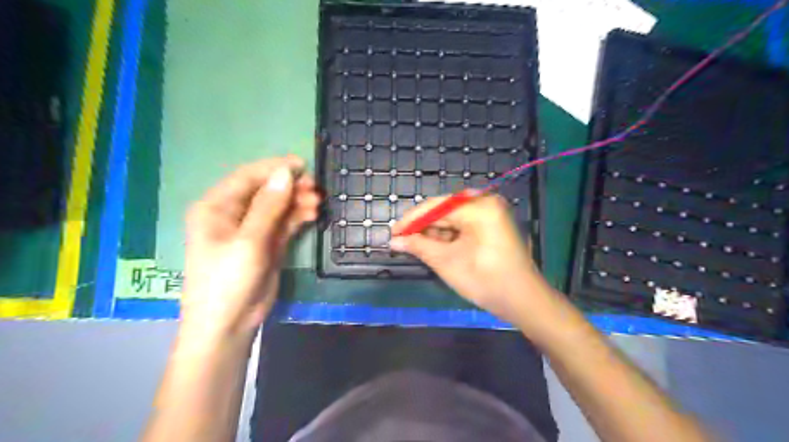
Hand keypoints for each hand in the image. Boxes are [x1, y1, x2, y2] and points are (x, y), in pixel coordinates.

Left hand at [182, 155, 322, 338]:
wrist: (229, 325)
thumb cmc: (228, 280)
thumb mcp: (248, 241)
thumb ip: (268, 206)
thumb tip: (286, 173)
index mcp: (216, 207)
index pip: (247, 177)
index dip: (274, 168)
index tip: (302, 165)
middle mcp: (233, 214)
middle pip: (265, 191)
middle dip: (290, 187)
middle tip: (315, 188)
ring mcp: (252, 230)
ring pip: (278, 207)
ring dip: (297, 202)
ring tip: (318, 203)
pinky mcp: (267, 244)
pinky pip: (284, 223)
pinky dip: (298, 217)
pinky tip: (312, 214)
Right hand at [389, 195, 550, 324]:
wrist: (523, 301)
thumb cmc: (485, 280)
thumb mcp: (447, 262)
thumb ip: (419, 246)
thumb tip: (394, 240)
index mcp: (478, 207)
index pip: (436, 207)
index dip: (411, 220)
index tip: (392, 233)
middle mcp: (486, 203)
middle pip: (445, 210)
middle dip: (423, 227)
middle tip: (401, 240)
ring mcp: (491, 214)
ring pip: (453, 218)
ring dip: (434, 232)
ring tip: (415, 246)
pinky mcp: (493, 225)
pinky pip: (464, 225)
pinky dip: (449, 236)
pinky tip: (434, 247)